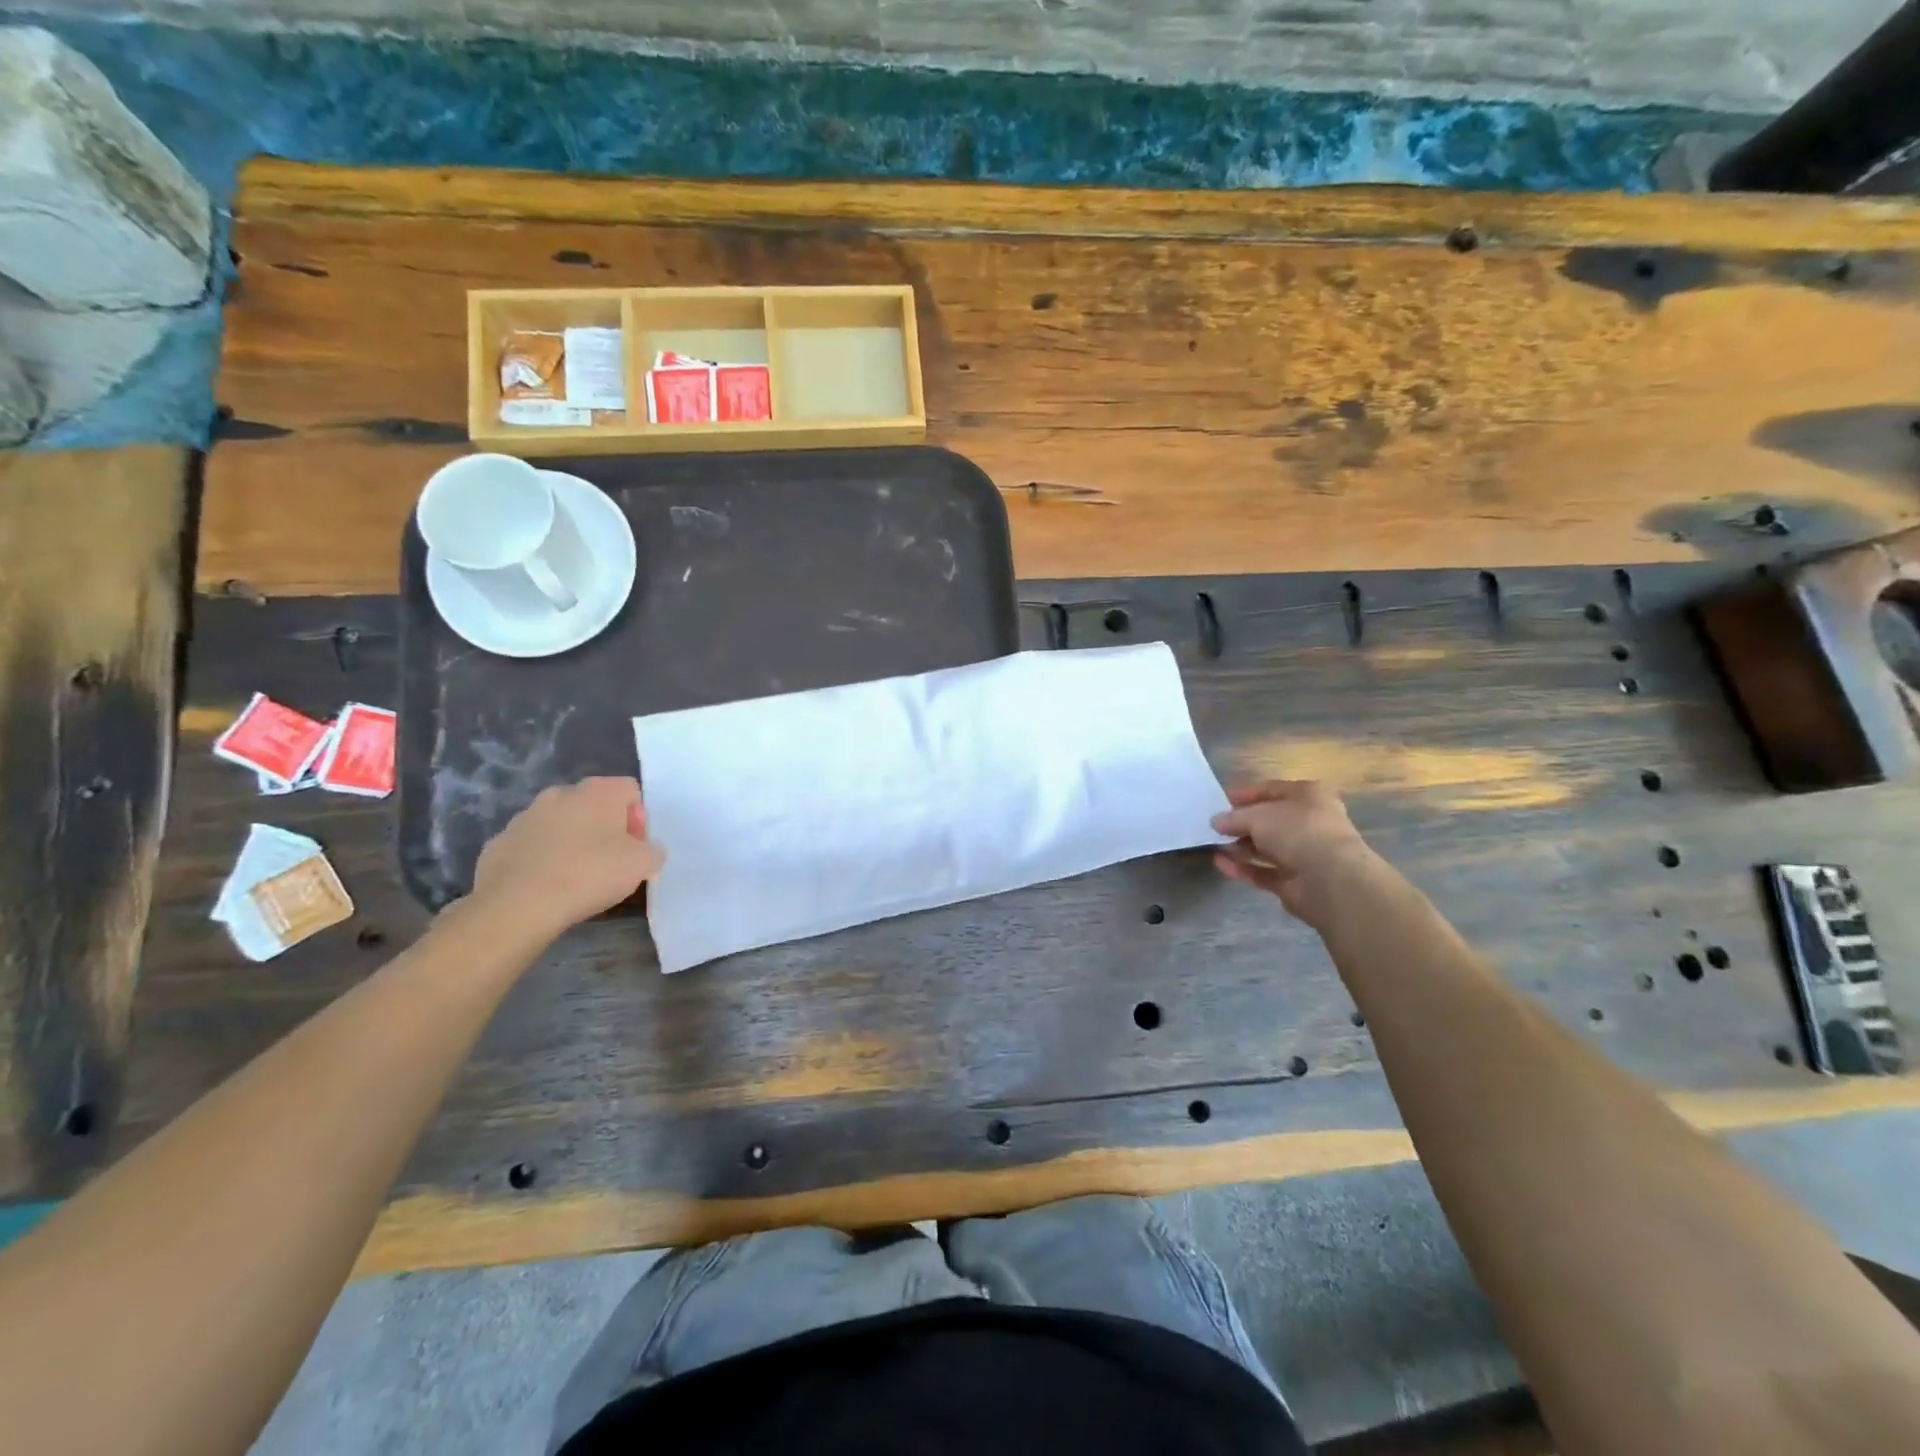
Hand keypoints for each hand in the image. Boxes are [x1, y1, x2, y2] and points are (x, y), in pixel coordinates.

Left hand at [469, 777, 664, 938]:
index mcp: (598, 791)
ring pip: (560, 824)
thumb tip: (645, 851)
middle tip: (609, 863)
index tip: (634, 848)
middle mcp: (560, 794)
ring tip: (575, 878)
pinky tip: (546, 886)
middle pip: (593, 805)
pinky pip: (531, 846)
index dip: (638, 819)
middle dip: (604, 829)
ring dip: (571, 843)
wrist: (519, 905)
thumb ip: (653, 850)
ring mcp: (525, 817)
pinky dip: (541, 860)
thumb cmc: (590, 874)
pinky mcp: (498, 843)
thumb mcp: (644, 864)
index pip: (630, 791)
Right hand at [1211, 780, 1380, 928]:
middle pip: (1270, 821)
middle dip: (1242, 824)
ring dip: (1240, 847)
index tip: (1222, 801)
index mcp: (1310, 796)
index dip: (1247, 794)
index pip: (1273, 790)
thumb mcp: (1257, 815)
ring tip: (1214, 845)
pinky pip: (1264, 871)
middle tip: (1215, 827)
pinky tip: (1221, 864)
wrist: (1330, 880)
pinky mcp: (1296, 881)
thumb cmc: (1297, 831)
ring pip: (1267, 848)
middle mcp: (1311, 822)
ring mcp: (1305, 854)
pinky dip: (1243, 868)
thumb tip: (1216, 821)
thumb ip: (1234, 817)